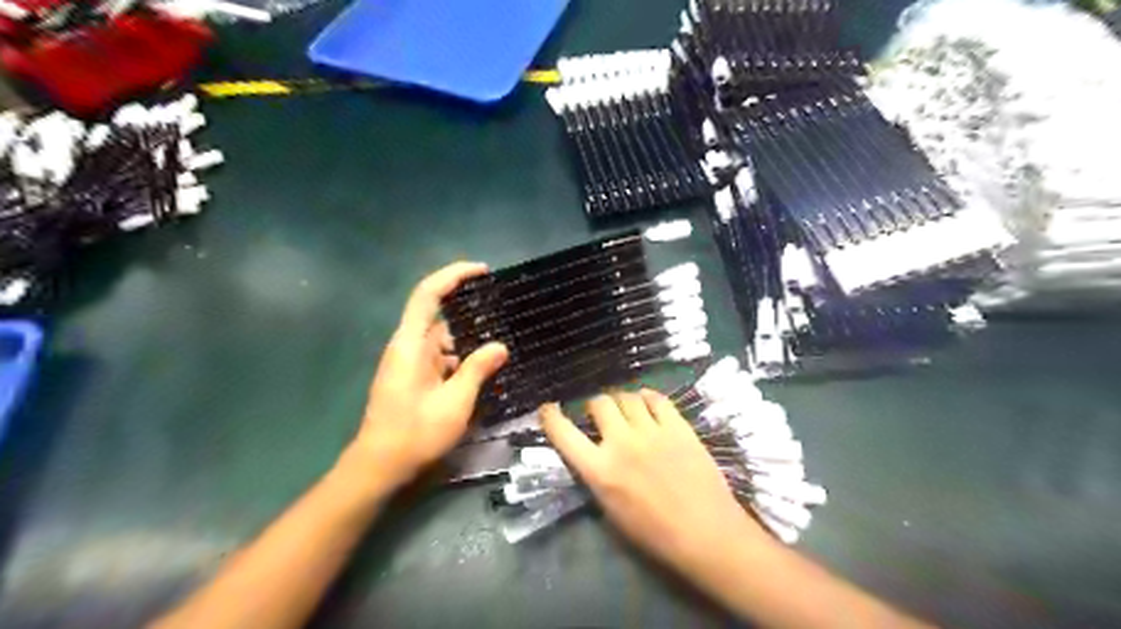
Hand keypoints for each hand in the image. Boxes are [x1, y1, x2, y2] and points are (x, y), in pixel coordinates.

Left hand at [348, 260, 510, 491]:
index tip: (483, 271)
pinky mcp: (414, 378)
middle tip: (505, 318)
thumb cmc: (414, 434)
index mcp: (410, 345)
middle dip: (472, 317)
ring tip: (503, 347)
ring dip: (469, 344)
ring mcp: (410, 363)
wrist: (380, 467)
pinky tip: (485, 371)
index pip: (428, 294)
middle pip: (440, 317)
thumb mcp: (454, 403)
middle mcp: (408, 347)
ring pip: (444, 341)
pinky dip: (462, 360)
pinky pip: (442, 358)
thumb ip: (477, 370)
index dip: (454, 275)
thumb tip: (500, 346)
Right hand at [540, 393, 767, 573]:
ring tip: (627, 410)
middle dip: (595, 407)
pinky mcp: (678, 426)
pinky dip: (647, 397)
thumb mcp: (611, 511)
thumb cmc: (655, 534)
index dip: (551, 417)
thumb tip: (593, 455)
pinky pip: (657, 398)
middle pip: (599, 403)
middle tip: (602, 416)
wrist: (705, 533)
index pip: (563, 433)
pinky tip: (647, 404)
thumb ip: (597, 477)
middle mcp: (621, 443)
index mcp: (600, 470)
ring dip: (621, 401)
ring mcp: (651, 431)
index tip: (548, 409)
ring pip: (627, 397)